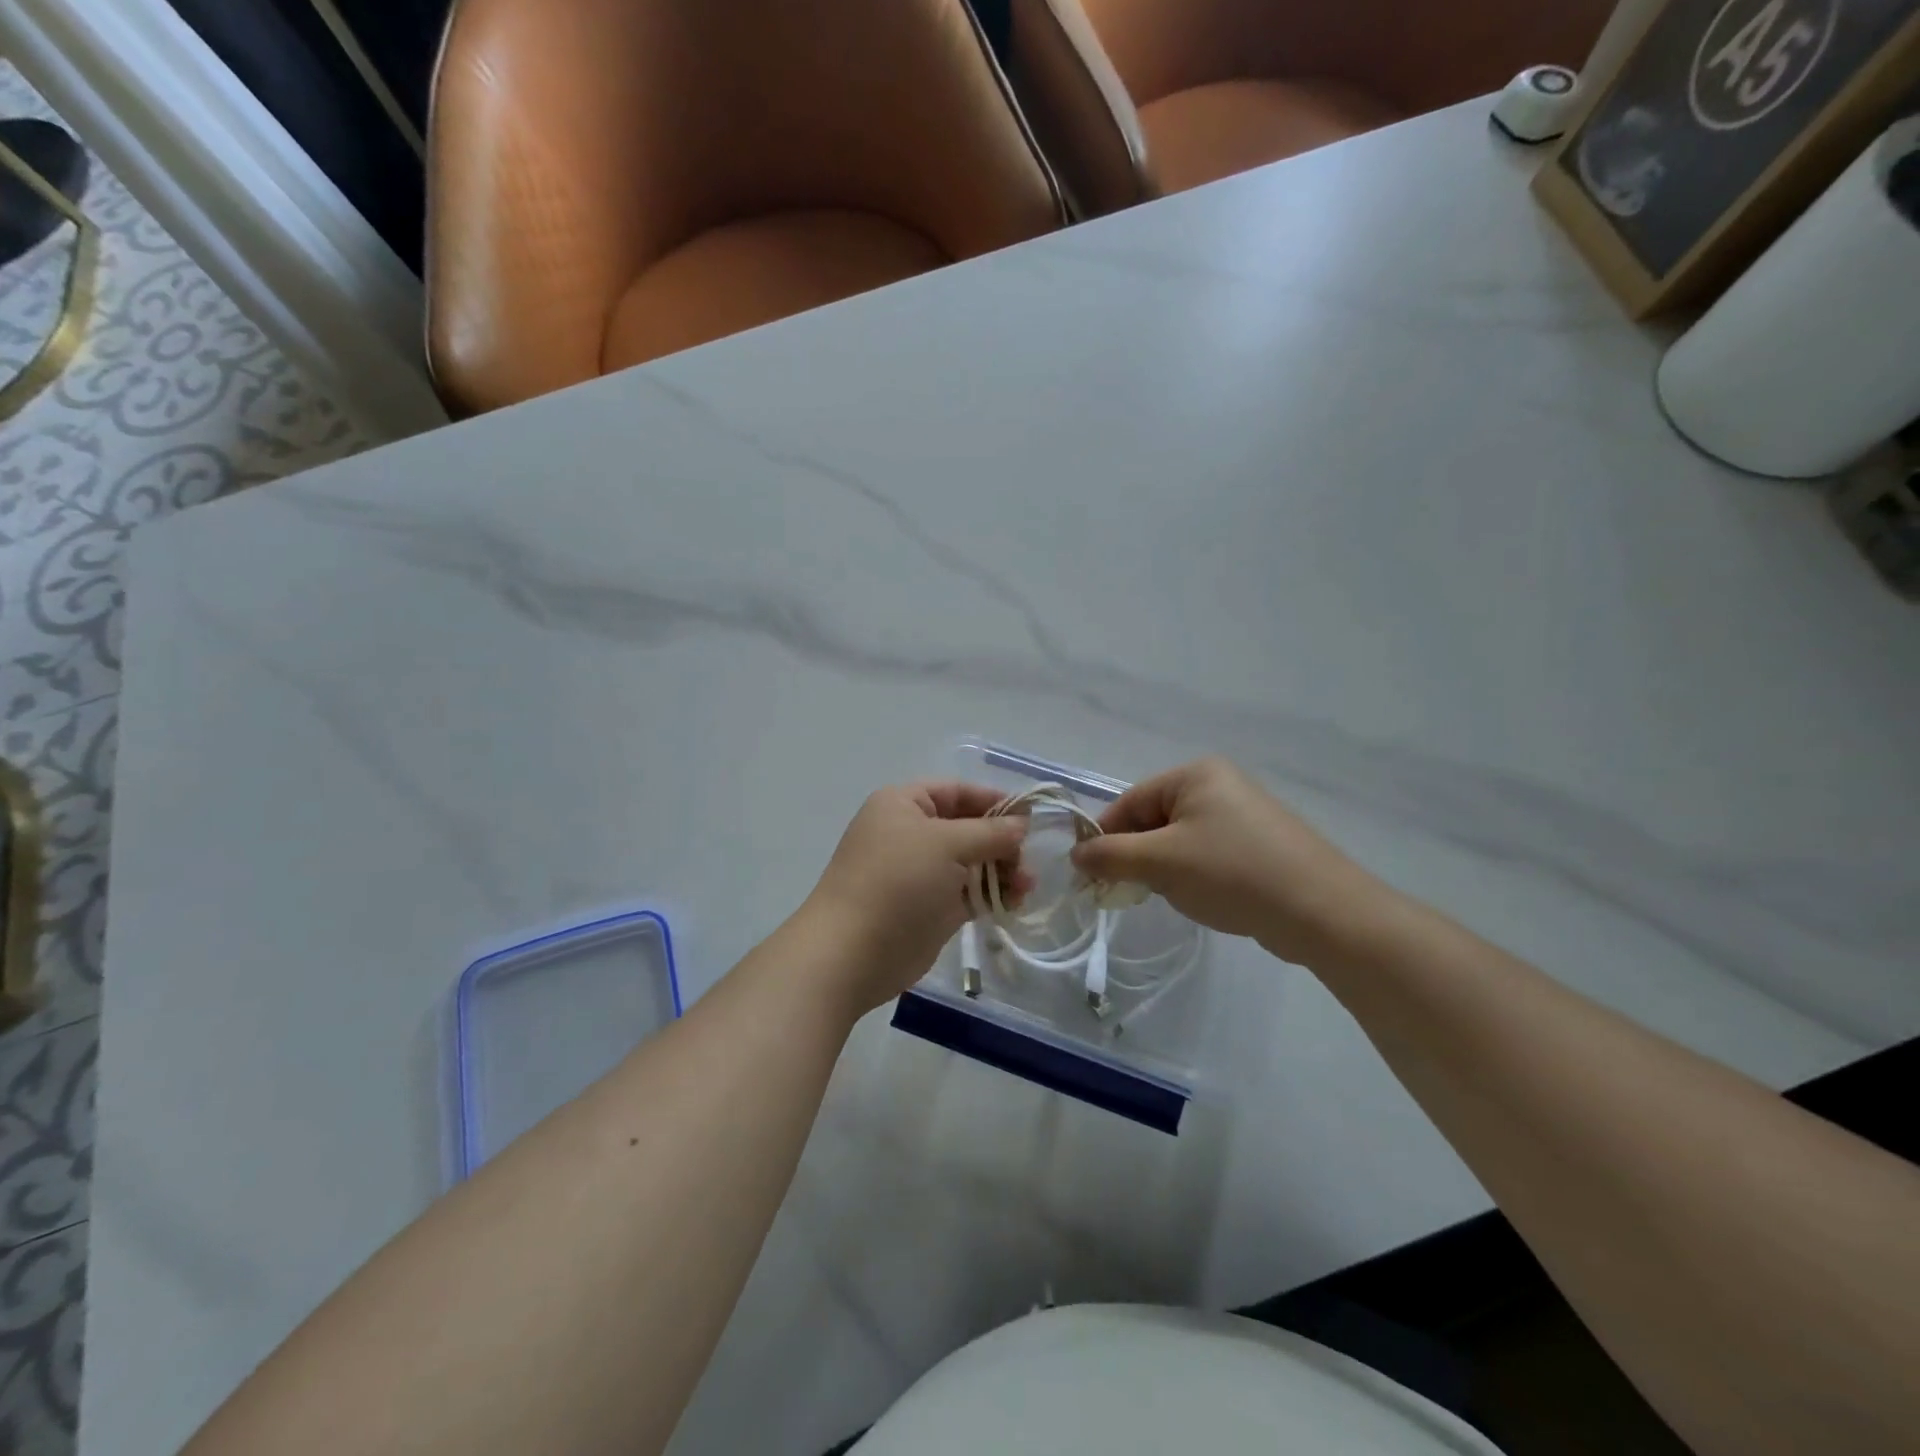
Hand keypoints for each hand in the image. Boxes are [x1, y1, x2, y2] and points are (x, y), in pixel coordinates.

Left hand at [802, 782, 1026, 1012]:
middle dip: (1001, 842)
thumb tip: (1022, 824)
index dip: (994, 800)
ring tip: (1026, 886)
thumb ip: (990, 831)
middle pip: (967, 828)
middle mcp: (910, 833)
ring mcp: (919, 873)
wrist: (851, 953)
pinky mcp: (929, 908)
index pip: (957, 792)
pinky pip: (967, 893)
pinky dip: (991, 895)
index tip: (1032, 816)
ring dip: (1001, 870)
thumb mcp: (947, 844)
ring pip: (971, 863)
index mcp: (903, 804)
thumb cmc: (897, 882)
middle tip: (1028, 860)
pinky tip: (1014, 902)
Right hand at [1070, 757, 1393, 965]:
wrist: (1322, 912)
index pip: (1129, 802)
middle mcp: (1219, 784)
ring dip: (1166, 870)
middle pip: (1153, 820)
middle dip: (1139, 857)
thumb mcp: (1161, 863)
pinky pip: (1207, 854)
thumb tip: (1076, 855)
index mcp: (1195, 774)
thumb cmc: (1232, 873)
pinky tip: (1206, 898)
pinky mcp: (1258, 844)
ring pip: (1178, 841)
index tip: (1090, 875)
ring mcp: (1242, 814)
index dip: (1105, 838)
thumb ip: (1111, 855)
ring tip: (1179, 896)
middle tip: (1134, 891)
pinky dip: (1195, 876)